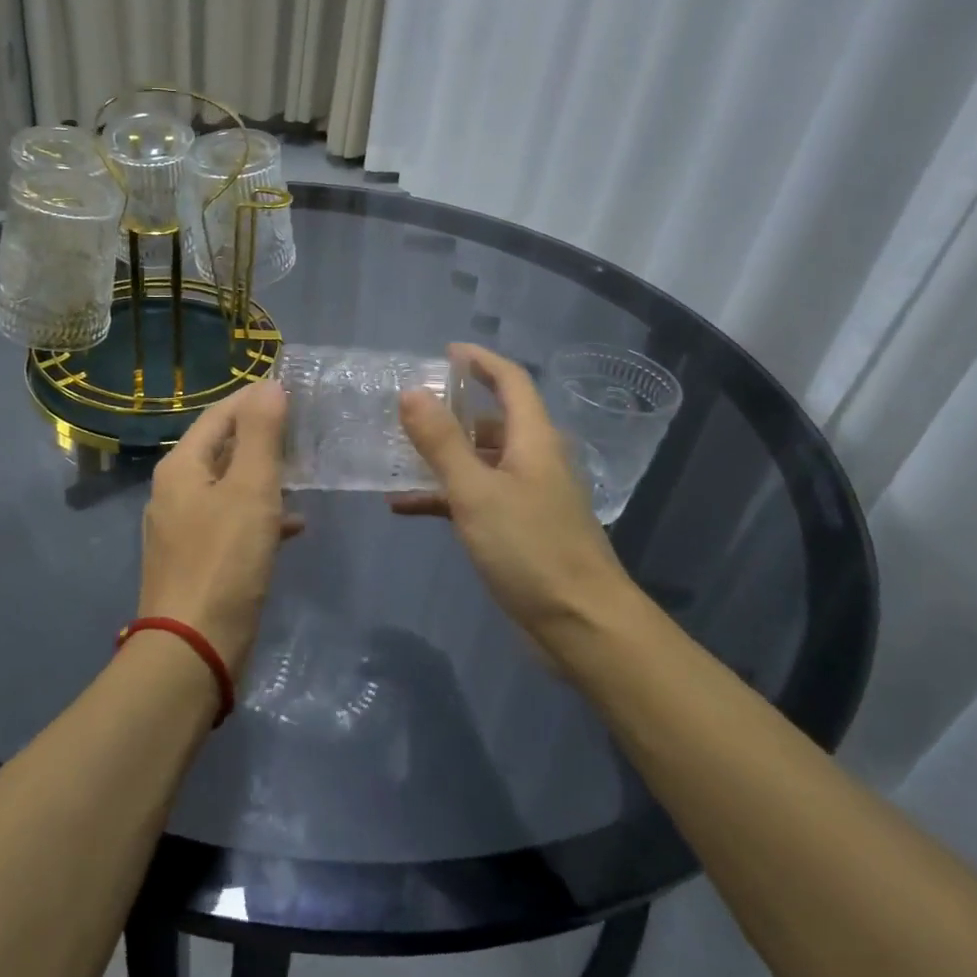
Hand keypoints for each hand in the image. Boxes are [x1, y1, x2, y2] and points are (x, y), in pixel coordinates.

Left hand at [138, 379, 302, 673]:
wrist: (192, 649)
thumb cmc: (224, 560)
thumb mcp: (250, 489)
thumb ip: (260, 434)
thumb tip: (268, 385)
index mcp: (181, 467)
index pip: (219, 415)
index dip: (254, 400)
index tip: (293, 392)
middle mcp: (173, 491)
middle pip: (221, 449)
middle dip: (261, 438)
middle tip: (304, 432)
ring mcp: (181, 528)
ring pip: (228, 487)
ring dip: (263, 477)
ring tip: (304, 473)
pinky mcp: (195, 560)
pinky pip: (230, 523)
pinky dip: (259, 516)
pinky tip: (292, 526)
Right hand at [391, 344, 637, 650]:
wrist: (581, 625)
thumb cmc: (530, 549)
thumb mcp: (476, 492)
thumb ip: (441, 442)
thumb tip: (411, 392)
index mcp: (533, 439)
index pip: (510, 381)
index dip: (480, 361)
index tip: (445, 352)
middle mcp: (534, 459)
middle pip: (492, 420)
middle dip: (451, 410)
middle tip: (407, 408)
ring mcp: (528, 496)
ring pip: (480, 461)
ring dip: (442, 456)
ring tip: (395, 453)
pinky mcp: (518, 529)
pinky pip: (476, 498)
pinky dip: (444, 496)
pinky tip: (404, 506)